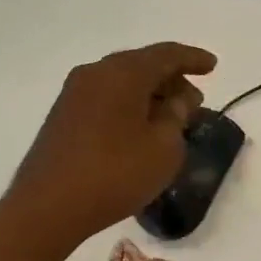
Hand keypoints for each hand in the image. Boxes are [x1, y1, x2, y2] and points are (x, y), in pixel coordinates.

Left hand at [7, 43, 216, 244]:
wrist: (48, 206)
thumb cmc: (115, 173)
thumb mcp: (164, 149)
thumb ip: (176, 117)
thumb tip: (175, 100)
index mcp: (124, 72)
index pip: (166, 54)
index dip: (193, 59)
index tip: (213, 66)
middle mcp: (96, 73)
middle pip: (141, 64)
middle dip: (171, 79)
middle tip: (194, 102)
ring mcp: (74, 93)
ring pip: (122, 82)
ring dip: (149, 94)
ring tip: (170, 118)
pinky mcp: (62, 115)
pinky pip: (105, 98)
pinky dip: (128, 105)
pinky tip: (139, 129)